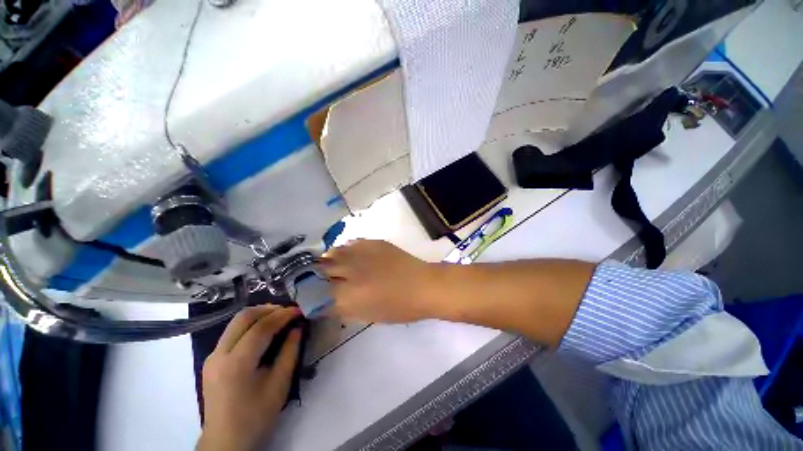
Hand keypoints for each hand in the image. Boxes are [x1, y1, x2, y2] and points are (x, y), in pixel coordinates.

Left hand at [197, 306, 300, 450]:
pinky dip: (250, 324)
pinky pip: (232, 332)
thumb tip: (297, 327)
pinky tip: (264, 330)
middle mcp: (219, 355)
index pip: (261, 327)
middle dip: (269, 309)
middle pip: (243, 317)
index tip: (300, 310)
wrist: (226, 441)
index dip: (283, 315)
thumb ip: (290, 351)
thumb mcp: (280, 384)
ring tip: (279, 316)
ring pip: (236, 322)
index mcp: (237, 364)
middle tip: (289, 310)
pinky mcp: (212, 360)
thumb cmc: (256, 416)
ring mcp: (212, 356)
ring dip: (259, 314)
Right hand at [318, 240, 439, 322]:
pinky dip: (345, 251)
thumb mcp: (367, 316)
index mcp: (348, 296)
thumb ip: (342, 308)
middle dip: (315, 274)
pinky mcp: (373, 242)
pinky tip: (351, 256)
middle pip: (320, 269)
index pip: (316, 292)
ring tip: (332, 265)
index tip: (309, 293)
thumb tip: (324, 302)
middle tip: (318, 278)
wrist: (423, 285)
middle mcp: (350, 271)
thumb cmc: (399, 308)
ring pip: (333, 252)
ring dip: (328, 260)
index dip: (309, 293)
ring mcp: (362, 253)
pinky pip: (350, 244)